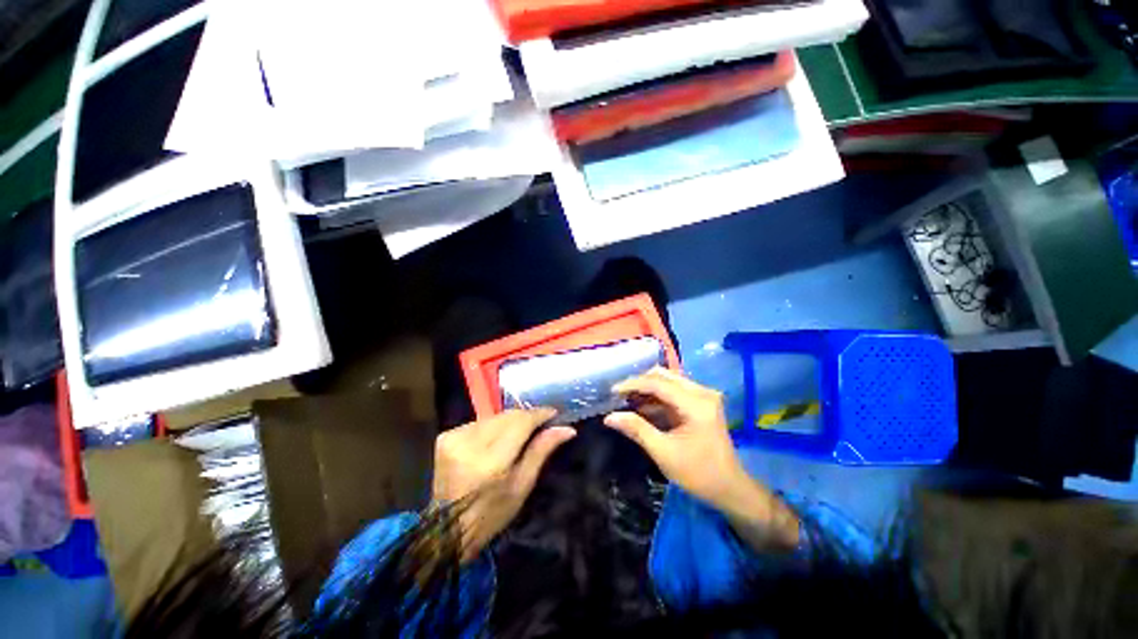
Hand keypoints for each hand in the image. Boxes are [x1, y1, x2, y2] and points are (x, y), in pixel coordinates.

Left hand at [432, 408, 574, 560]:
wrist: (446, 530)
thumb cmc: (490, 515)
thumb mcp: (522, 486)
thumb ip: (541, 451)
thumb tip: (567, 429)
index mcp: (491, 461)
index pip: (521, 422)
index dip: (540, 414)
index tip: (554, 413)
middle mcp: (470, 442)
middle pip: (508, 416)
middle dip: (526, 417)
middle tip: (540, 425)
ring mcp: (454, 437)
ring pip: (494, 417)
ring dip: (509, 422)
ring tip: (519, 434)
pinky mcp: (446, 436)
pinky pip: (479, 422)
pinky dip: (492, 427)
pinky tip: (495, 441)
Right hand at [606, 367, 798, 548]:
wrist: (730, 487)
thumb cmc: (698, 473)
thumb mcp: (663, 453)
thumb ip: (637, 430)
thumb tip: (609, 417)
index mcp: (696, 403)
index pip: (658, 383)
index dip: (632, 384)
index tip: (612, 391)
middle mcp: (701, 392)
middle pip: (663, 375)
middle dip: (639, 383)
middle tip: (619, 396)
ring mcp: (703, 395)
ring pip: (667, 380)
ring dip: (647, 388)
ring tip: (627, 400)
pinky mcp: (701, 401)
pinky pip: (673, 390)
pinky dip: (656, 396)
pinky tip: (642, 406)